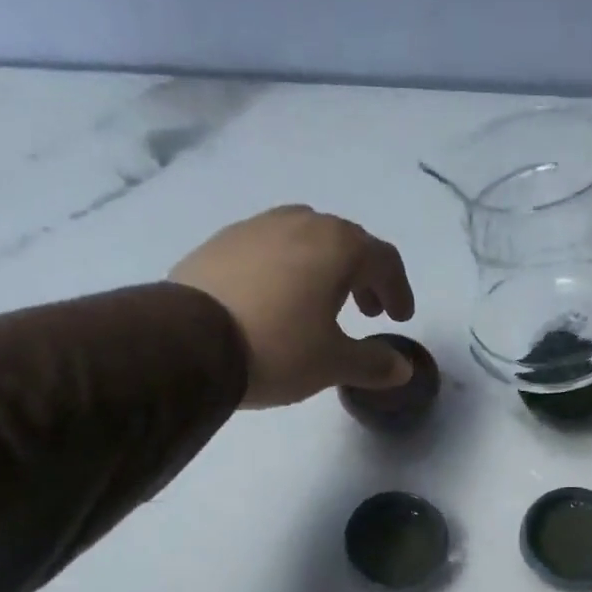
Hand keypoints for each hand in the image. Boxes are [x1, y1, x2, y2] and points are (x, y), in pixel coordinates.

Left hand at [170, 206, 416, 408]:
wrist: (188, 342)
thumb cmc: (278, 348)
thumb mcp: (333, 363)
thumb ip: (373, 363)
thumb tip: (403, 369)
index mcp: (336, 245)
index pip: (383, 259)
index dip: (398, 289)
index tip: (399, 317)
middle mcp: (298, 223)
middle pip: (344, 242)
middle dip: (362, 277)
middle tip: (365, 311)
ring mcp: (254, 228)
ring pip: (303, 239)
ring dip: (322, 268)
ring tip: (319, 303)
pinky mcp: (219, 244)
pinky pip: (266, 249)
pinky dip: (284, 270)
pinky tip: (274, 301)